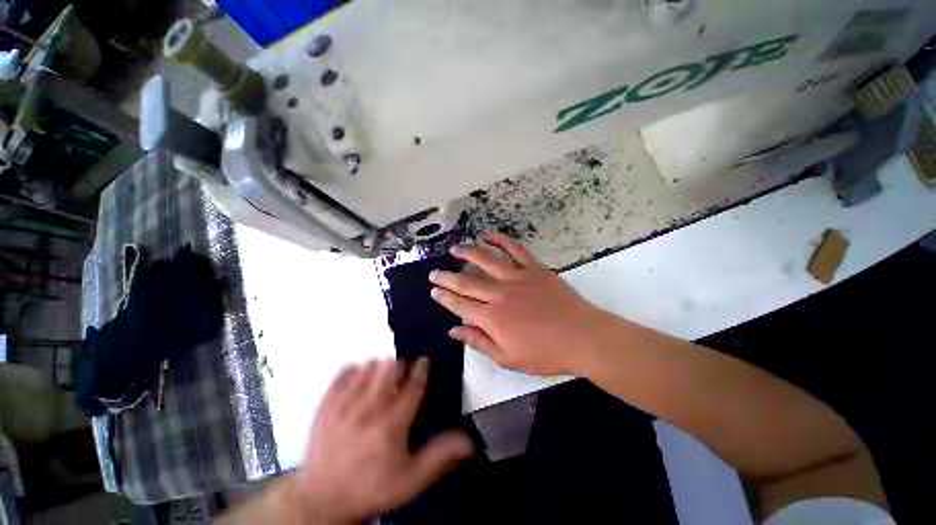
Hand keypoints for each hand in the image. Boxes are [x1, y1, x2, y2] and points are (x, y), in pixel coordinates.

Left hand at [288, 359, 473, 523]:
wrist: (321, 499)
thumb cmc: (370, 487)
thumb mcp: (410, 480)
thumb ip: (440, 456)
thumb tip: (468, 440)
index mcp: (390, 427)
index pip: (412, 387)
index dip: (421, 370)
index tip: (424, 361)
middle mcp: (367, 411)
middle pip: (389, 369)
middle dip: (400, 367)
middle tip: (402, 375)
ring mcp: (343, 406)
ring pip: (368, 367)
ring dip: (379, 368)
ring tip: (382, 379)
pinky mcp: (325, 405)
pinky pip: (343, 373)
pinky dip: (355, 370)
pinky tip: (360, 378)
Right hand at [429, 232, 608, 375]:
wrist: (582, 337)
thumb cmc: (545, 353)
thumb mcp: (508, 358)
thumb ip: (479, 342)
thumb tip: (454, 330)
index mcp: (492, 318)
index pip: (459, 304)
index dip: (444, 297)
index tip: (433, 291)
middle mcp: (499, 294)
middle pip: (466, 281)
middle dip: (446, 277)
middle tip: (434, 273)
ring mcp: (517, 277)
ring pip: (486, 260)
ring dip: (467, 253)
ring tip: (454, 250)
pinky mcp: (534, 268)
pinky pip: (514, 249)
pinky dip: (500, 240)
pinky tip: (487, 235)